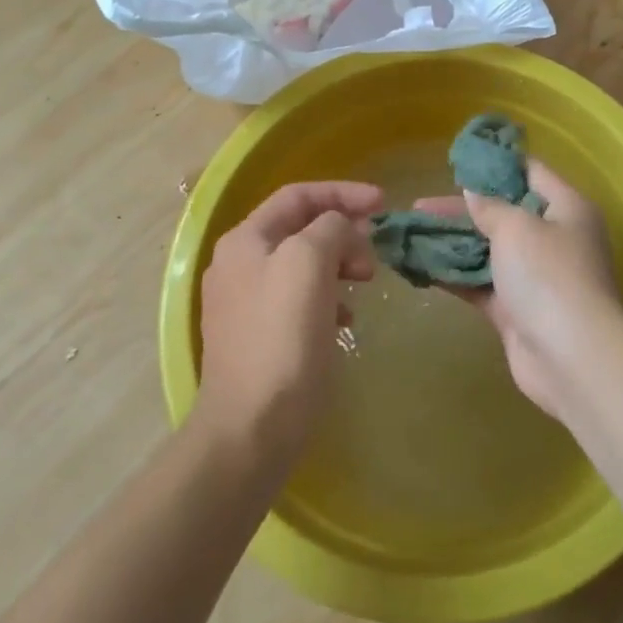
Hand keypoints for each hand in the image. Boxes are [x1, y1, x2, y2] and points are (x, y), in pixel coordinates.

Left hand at [194, 181, 381, 464]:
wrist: (250, 430)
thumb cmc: (282, 338)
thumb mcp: (310, 263)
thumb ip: (330, 228)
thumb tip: (342, 229)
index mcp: (245, 240)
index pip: (299, 195)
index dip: (343, 192)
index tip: (383, 203)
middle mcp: (239, 264)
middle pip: (301, 228)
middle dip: (343, 231)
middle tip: (375, 251)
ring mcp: (245, 303)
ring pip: (303, 264)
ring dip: (339, 263)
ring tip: (365, 281)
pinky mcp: (258, 337)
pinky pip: (300, 299)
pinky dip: (328, 297)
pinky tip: (346, 319)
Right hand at [417, 160, 622, 419]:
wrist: (571, 358)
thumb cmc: (548, 275)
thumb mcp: (516, 226)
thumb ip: (490, 206)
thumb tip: (473, 192)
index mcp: (567, 208)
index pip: (531, 173)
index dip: (495, 165)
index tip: (458, 163)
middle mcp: (555, 238)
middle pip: (504, 213)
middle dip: (462, 209)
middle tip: (420, 205)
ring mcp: (536, 277)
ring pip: (489, 250)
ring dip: (453, 243)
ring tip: (412, 234)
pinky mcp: (517, 311)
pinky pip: (481, 285)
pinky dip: (455, 275)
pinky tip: (420, 267)